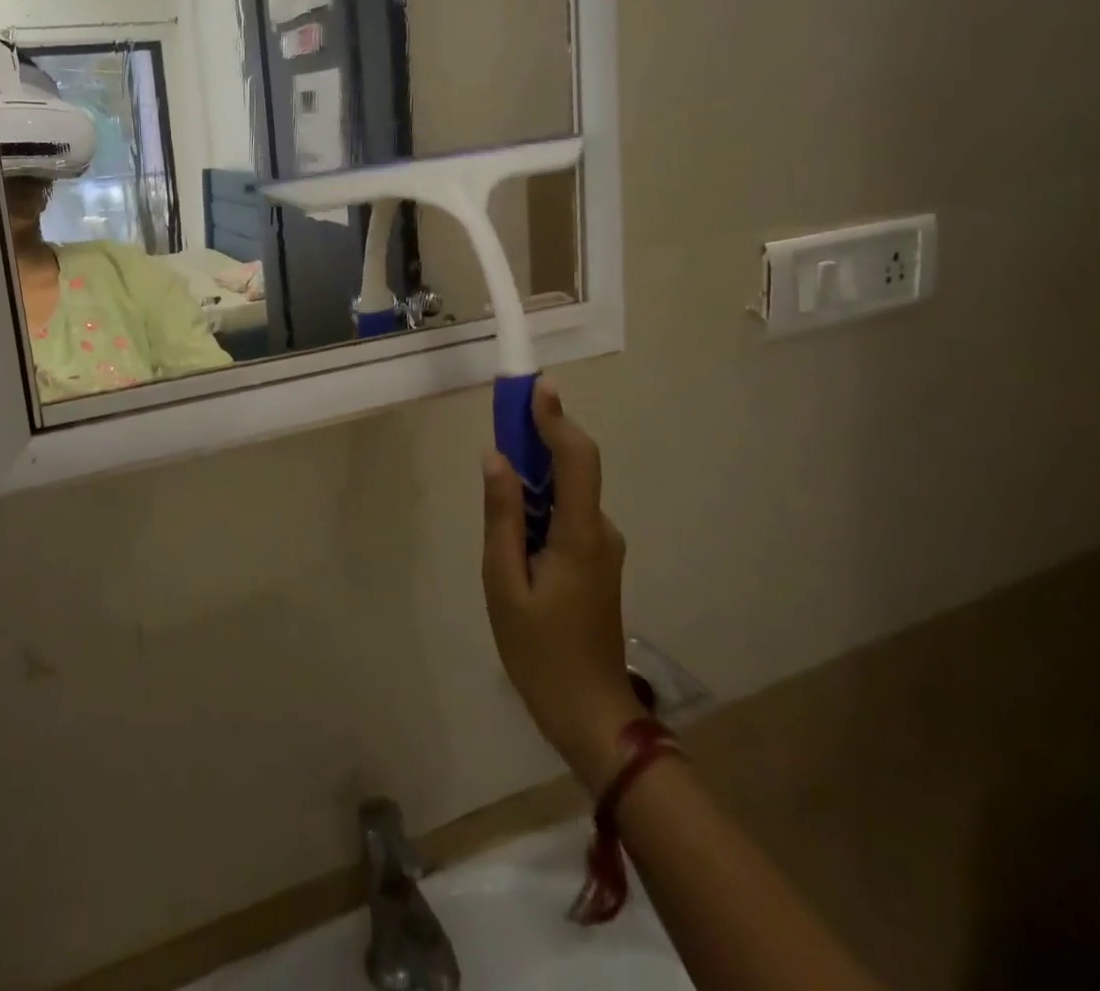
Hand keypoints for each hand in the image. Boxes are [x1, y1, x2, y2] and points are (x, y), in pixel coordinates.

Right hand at [482, 379, 642, 793]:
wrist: (592, 715)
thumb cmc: (540, 651)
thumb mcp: (504, 583)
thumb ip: (501, 516)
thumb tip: (496, 459)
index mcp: (580, 534)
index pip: (575, 458)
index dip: (556, 418)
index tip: (537, 385)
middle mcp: (600, 531)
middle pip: (572, 468)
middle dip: (538, 438)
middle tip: (501, 424)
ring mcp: (602, 547)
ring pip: (567, 494)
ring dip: (534, 477)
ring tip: (496, 491)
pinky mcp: (597, 562)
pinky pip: (567, 516)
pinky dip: (540, 505)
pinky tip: (514, 533)